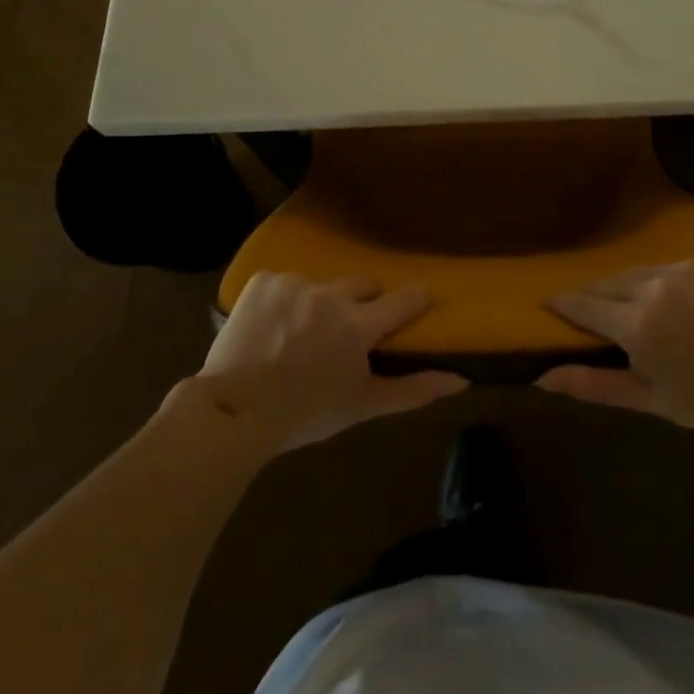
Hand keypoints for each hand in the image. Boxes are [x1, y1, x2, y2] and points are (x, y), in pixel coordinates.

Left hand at [196, 273, 466, 453]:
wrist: (231, 412)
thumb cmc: (304, 414)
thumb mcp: (362, 406)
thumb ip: (414, 390)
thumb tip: (462, 380)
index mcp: (358, 325)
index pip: (405, 298)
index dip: (416, 300)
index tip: (418, 303)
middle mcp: (331, 294)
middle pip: (363, 284)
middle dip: (362, 303)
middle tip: (346, 331)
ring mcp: (295, 282)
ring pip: (323, 284)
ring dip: (320, 302)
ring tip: (300, 334)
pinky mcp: (264, 279)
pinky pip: (287, 281)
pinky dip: (286, 299)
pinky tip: (272, 325)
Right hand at [537, 257, 693, 437]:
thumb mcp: (647, 398)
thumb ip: (591, 385)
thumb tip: (541, 379)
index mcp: (636, 323)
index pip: (583, 304)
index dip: (562, 303)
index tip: (546, 303)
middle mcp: (654, 286)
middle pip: (607, 283)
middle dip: (593, 296)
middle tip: (588, 311)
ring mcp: (683, 269)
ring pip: (638, 273)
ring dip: (627, 287)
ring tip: (630, 306)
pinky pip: (670, 268)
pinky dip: (662, 282)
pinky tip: (673, 303)